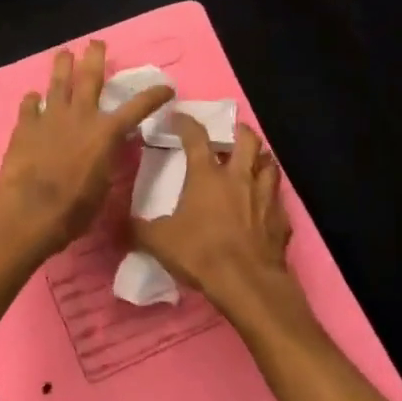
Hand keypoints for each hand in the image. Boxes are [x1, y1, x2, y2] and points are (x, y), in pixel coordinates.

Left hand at [0, 40, 172, 257]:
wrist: (30, 211)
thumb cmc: (74, 209)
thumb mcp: (103, 186)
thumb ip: (106, 160)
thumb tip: (105, 151)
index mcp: (106, 133)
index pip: (137, 108)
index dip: (154, 95)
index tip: (166, 86)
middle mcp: (80, 116)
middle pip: (90, 77)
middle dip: (95, 57)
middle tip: (95, 43)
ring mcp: (50, 117)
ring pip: (57, 83)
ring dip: (62, 66)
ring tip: (64, 53)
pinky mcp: (25, 126)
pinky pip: (29, 105)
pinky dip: (33, 100)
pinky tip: (33, 97)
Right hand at [133, 115, 313, 335]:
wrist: (247, 283)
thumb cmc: (201, 253)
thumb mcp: (158, 241)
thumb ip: (138, 228)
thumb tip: (120, 221)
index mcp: (207, 175)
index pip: (196, 136)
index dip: (186, 122)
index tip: (178, 117)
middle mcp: (239, 177)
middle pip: (248, 140)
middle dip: (239, 131)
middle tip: (230, 135)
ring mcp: (265, 196)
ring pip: (270, 164)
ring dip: (260, 159)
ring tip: (251, 162)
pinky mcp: (281, 219)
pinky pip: (278, 198)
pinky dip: (270, 195)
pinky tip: (262, 204)